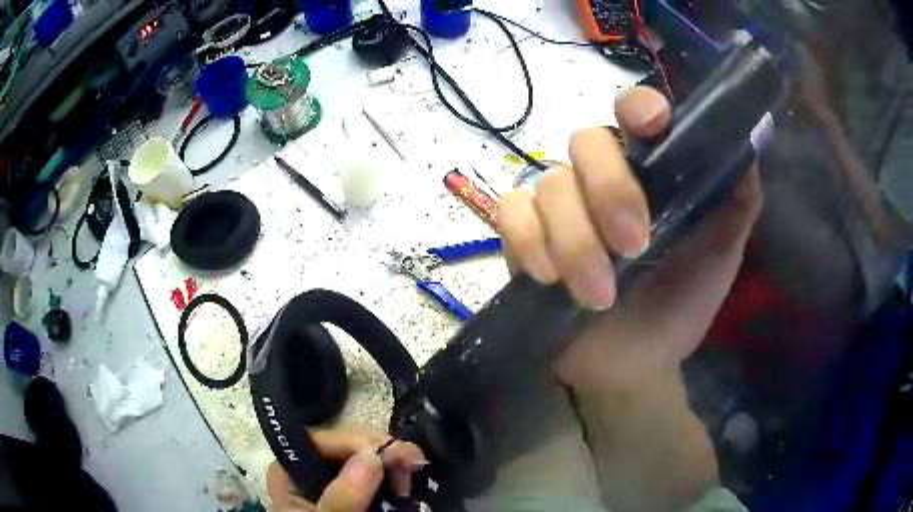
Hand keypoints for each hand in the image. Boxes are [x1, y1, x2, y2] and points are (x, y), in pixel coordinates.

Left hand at [267, 426, 426, 511]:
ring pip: (365, 459)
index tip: (395, 455)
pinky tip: (404, 487)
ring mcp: (331, 481)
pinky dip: (392, 479)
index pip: (323, 440)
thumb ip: (344, 496)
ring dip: (392, 466)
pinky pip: (375, 477)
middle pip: (347, 446)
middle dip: (382, 453)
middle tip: (415, 465)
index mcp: (290, 470)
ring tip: (411, 479)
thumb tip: (372, 455)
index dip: (360, 442)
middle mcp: (309, 469)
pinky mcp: (351, 492)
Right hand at [497, 86, 762, 390]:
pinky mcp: (524, 237)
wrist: (633, 364)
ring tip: (599, 296)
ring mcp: (560, 206)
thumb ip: (739, 201)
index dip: (638, 107)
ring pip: (550, 185)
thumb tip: (744, 145)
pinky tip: (549, 277)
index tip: (652, 126)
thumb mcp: (722, 253)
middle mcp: (601, 178)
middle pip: (586, 141)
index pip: (634, 111)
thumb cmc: (681, 304)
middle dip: (609, 191)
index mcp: (649, 172)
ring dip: (577, 242)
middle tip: (634, 247)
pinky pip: (511, 213)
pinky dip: (529, 241)